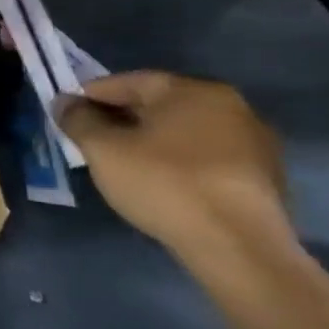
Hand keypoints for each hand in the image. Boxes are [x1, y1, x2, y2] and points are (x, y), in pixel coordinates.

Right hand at [56, 72, 296, 266]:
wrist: (238, 246)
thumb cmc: (164, 184)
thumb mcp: (103, 149)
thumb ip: (78, 120)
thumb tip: (65, 102)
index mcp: (192, 91)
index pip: (128, 81)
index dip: (91, 96)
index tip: (68, 114)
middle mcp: (230, 106)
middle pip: (159, 105)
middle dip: (121, 118)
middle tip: (90, 139)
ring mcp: (254, 142)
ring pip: (183, 132)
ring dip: (150, 141)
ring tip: (122, 163)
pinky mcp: (263, 176)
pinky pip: (205, 157)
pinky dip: (178, 162)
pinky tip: (160, 182)